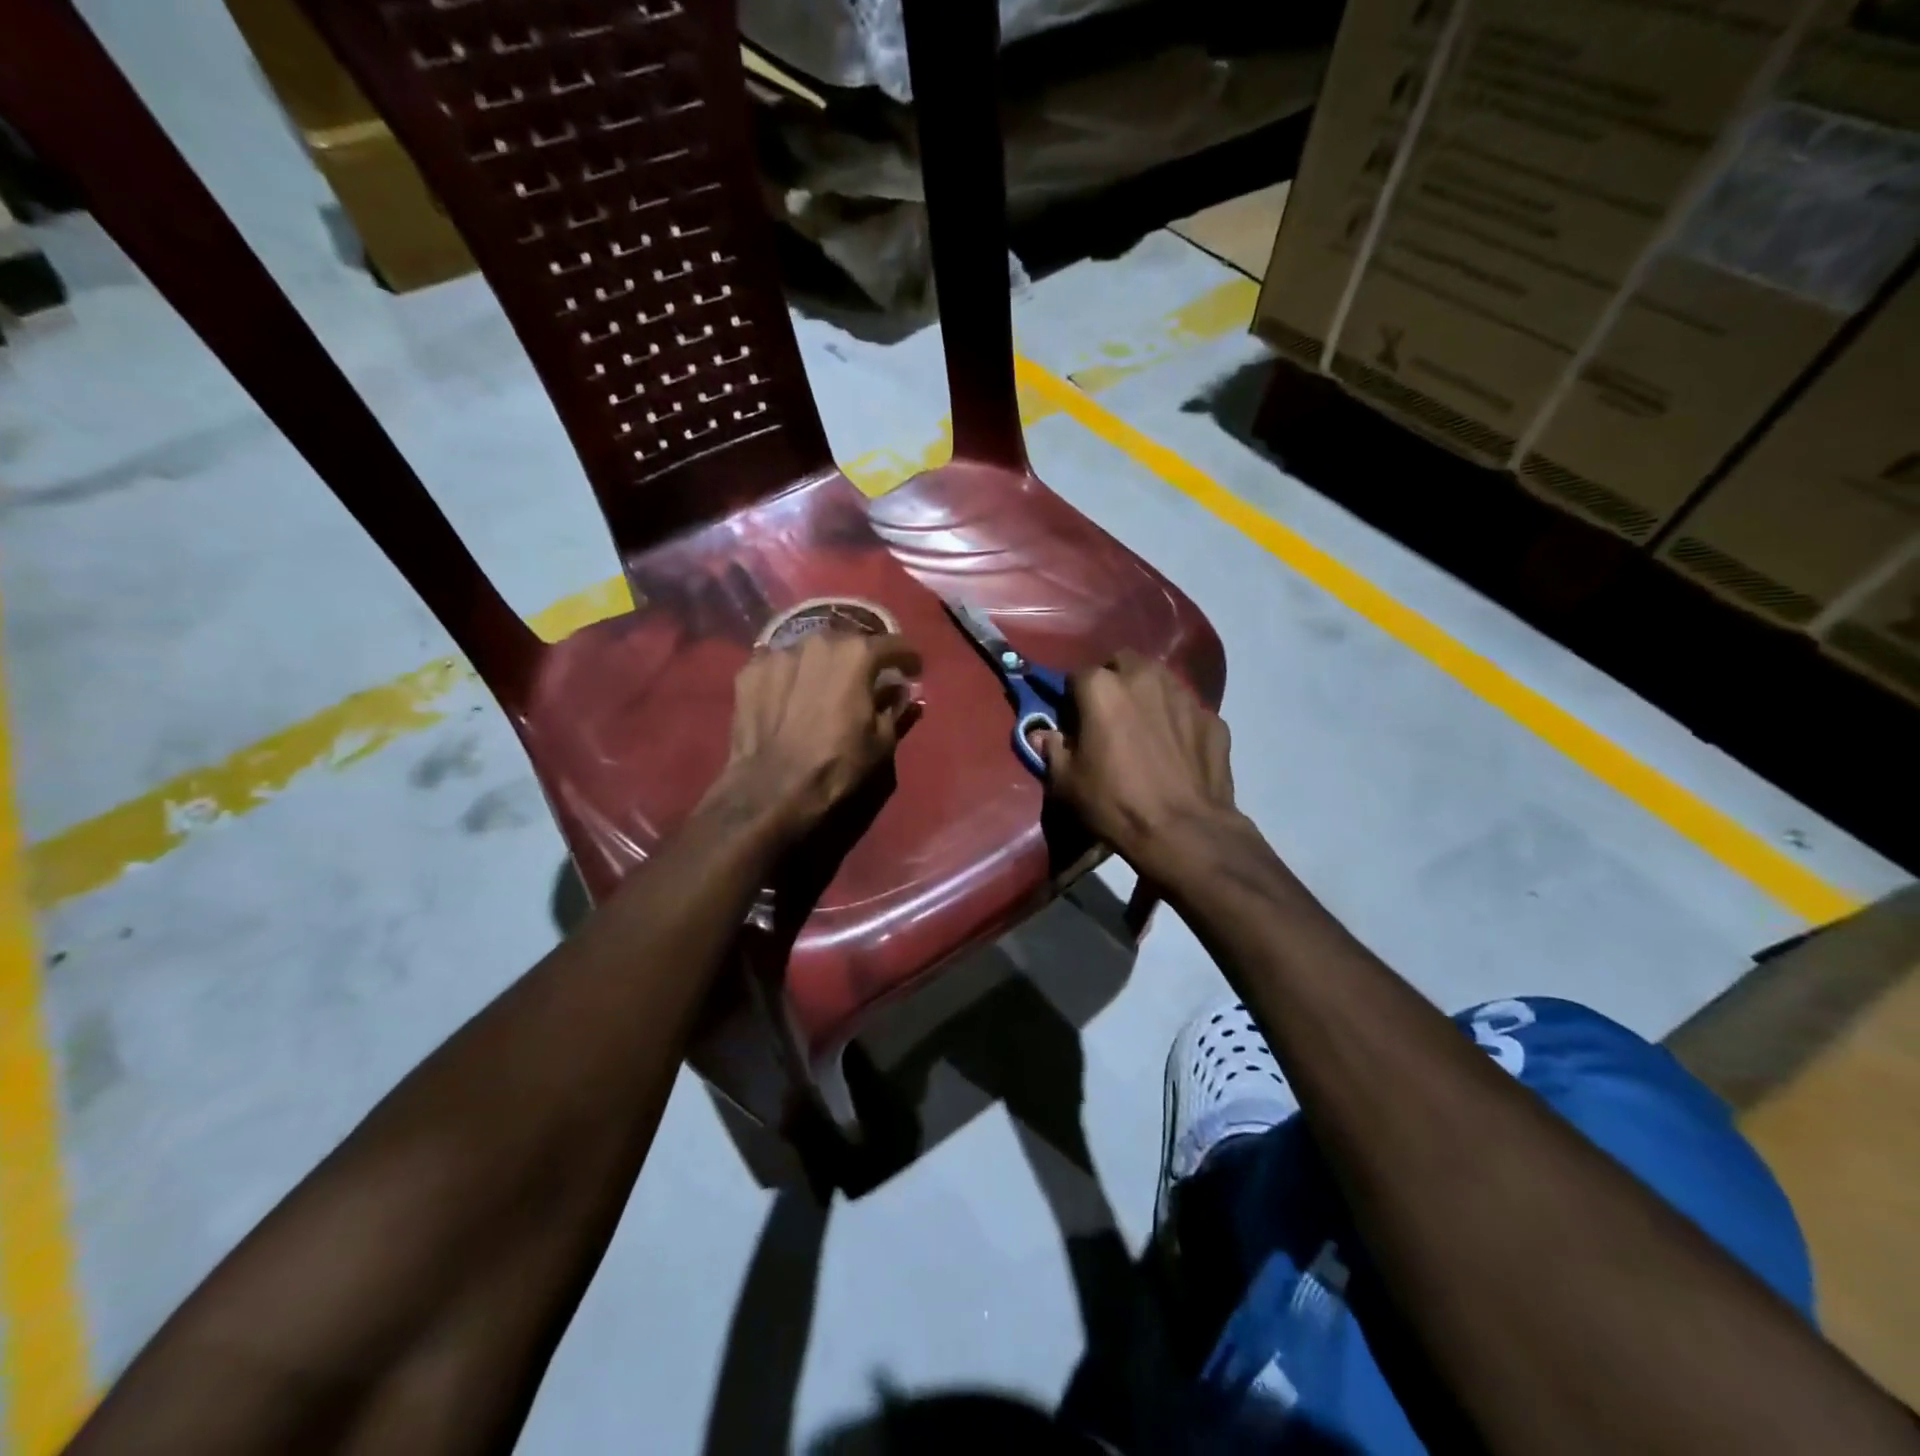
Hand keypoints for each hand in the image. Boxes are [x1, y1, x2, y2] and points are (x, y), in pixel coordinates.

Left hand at [701, 628, 922, 844]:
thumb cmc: (837, 765)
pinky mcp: (750, 670)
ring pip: (811, 651)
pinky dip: (790, 676)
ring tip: (824, 687)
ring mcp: (779, 653)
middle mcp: (819, 641)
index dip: (908, 659)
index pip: (893, 645)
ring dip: (823, 665)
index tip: (914, 671)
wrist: (771, 789)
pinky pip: (779, 665)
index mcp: (857, 654)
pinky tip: (790, 695)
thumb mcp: (882, 741)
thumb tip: (899, 691)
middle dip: (861, 658)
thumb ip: (894, 707)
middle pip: (848, 642)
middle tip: (866, 679)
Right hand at [1034, 651, 1236, 881]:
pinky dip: (1177, 722)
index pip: (1077, 676)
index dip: (1073, 699)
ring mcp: (1184, 696)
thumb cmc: (1115, 803)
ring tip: (1144, 728)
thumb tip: (1043, 735)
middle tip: (1110, 715)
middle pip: (1123, 663)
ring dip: (1147, 695)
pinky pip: (1187, 711)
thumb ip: (1052, 750)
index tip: (1075, 722)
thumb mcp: (1067, 783)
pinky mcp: (1213, 718)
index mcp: (1102, 688)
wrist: (1184, 831)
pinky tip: (1176, 751)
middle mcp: (1144, 679)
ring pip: (1159, 680)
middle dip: (1114, 681)